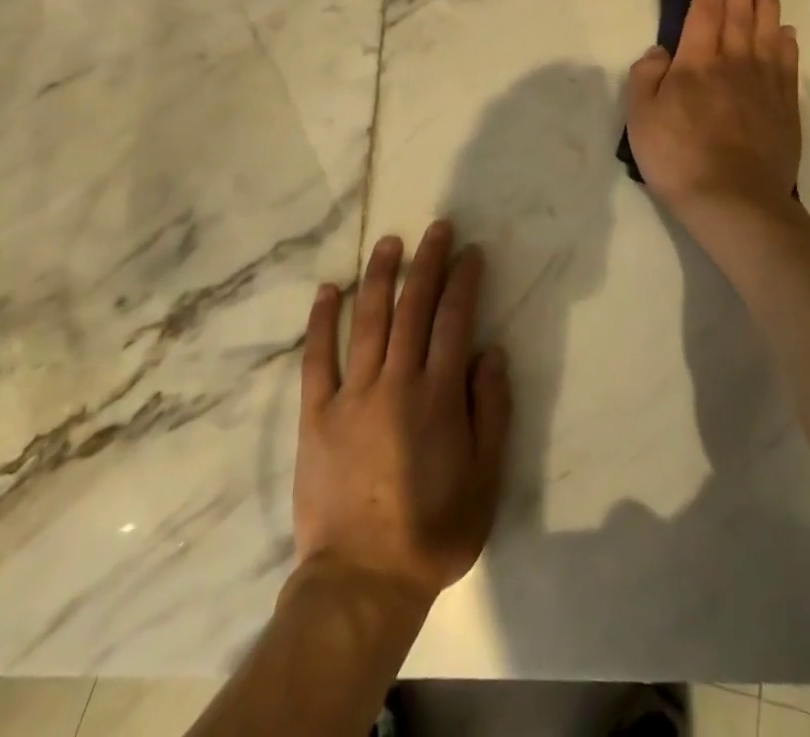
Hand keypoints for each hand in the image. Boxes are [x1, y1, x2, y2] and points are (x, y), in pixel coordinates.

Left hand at [294, 222, 511, 610]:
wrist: (362, 580)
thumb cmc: (433, 531)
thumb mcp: (485, 479)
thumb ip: (492, 411)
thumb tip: (491, 352)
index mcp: (439, 396)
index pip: (455, 321)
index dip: (464, 281)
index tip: (470, 252)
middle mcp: (397, 382)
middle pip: (414, 308)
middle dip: (428, 263)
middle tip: (437, 228)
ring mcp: (352, 394)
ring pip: (368, 320)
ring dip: (380, 276)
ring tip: (390, 242)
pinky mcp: (316, 413)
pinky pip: (317, 357)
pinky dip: (321, 320)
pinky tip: (327, 289)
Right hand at [624, 0, 801, 218]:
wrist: (734, 200)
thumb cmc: (678, 158)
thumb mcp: (640, 118)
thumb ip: (646, 77)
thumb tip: (660, 51)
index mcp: (696, 62)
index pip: (703, 13)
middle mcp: (734, 62)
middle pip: (740, 14)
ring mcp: (764, 83)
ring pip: (768, 31)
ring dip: (768, 4)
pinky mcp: (784, 105)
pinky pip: (788, 62)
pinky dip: (787, 42)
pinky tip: (787, 32)